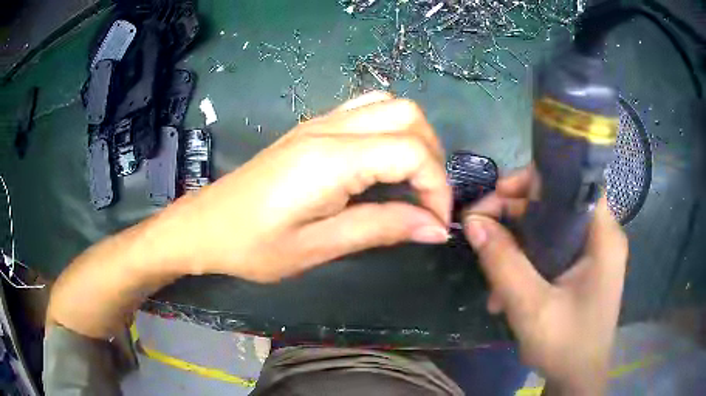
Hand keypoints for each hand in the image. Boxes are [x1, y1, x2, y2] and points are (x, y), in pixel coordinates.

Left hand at [169, 92, 451, 281]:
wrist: (205, 225)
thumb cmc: (253, 245)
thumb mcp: (318, 247)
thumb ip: (381, 229)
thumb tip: (435, 228)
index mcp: (331, 159)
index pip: (411, 152)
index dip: (437, 187)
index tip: (436, 223)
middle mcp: (330, 128)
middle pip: (408, 115)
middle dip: (432, 157)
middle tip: (426, 201)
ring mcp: (319, 122)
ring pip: (389, 105)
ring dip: (413, 139)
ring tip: (411, 181)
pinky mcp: (312, 128)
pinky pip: (365, 110)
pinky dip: (389, 130)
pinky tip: (382, 162)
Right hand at [464, 167, 627, 394]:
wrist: (578, 380)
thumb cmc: (566, 345)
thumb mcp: (531, 307)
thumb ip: (503, 262)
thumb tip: (472, 221)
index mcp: (603, 236)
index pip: (575, 181)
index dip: (537, 178)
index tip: (500, 193)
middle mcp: (601, 236)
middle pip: (558, 202)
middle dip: (516, 213)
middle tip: (481, 228)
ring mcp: (592, 254)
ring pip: (550, 227)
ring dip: (516, 243)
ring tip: (490, 274)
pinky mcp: (581, 269)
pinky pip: (550, 250)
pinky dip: (526, 262)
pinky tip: (505, 290)